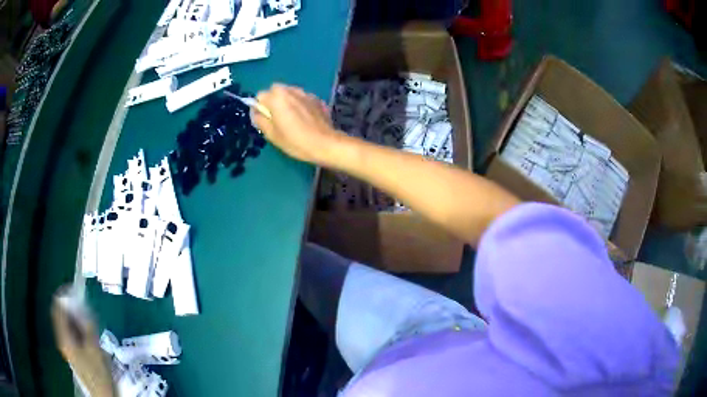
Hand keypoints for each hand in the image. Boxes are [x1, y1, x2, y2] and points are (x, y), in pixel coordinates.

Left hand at [52, 287, 114, 396]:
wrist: (101, 393)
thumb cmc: (97, 372)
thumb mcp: (94, 349)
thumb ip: (88, 327)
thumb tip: (85, 308)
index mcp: (64, 338)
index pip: (57, 310)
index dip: (62, 296)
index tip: (71, 287)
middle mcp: (62, 339)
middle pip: (61, 316)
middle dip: (69, 306)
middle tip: (80, 299)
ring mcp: (67, 346)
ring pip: (66, 324)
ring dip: (73, 316)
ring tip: (84, 312)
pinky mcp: (72, 351)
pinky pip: (71, 332)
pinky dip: (76, 325)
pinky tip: (85, 327)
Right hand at [253, 84, 344, 165]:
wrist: (326, 143)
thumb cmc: (295, 141)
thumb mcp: (272, 135)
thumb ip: (260, 120)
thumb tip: (255, 111)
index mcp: (277, 98)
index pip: (260, 95)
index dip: (260, 107)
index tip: (266, 119)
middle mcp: (290, 90)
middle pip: (275, 90)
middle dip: (273, 101)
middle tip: (277, 117)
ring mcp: (305, 93)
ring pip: (289, 92)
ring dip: (287, 101)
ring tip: (292, 118)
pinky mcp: (316, 99)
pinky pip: (302, 98)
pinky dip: (300, 104)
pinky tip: (305, 119)